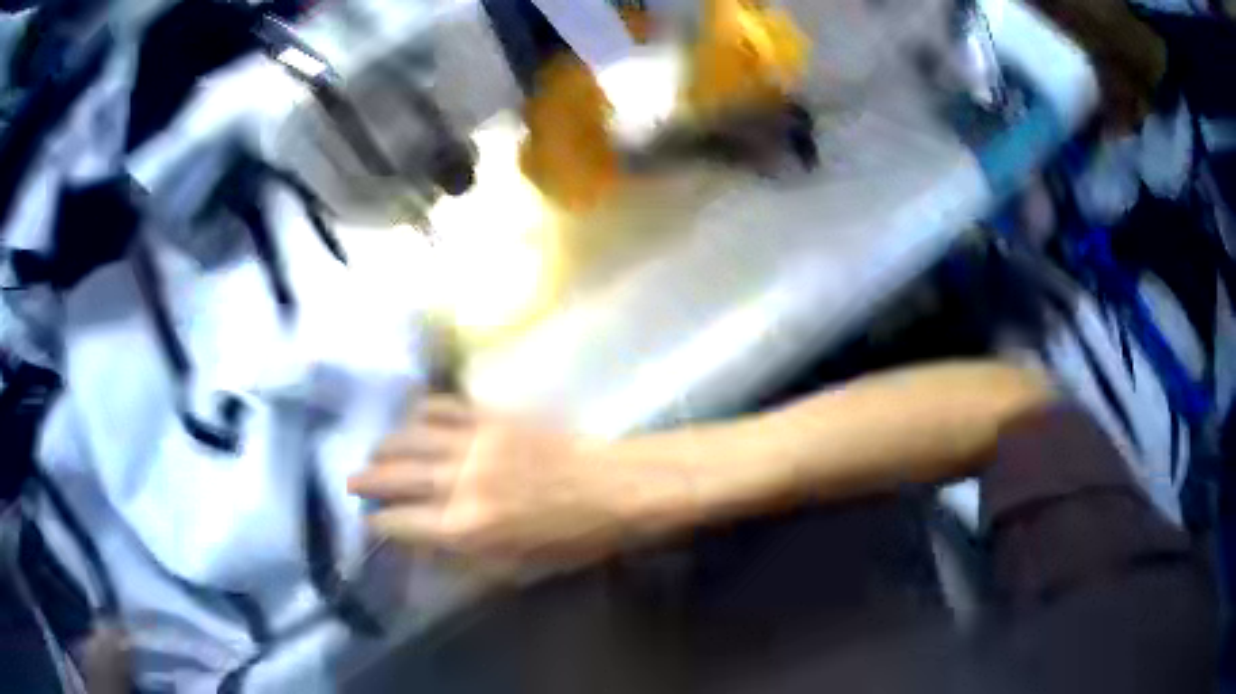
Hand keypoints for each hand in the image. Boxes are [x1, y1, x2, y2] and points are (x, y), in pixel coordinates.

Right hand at [348, 396, 626, 566]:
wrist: (613, 487)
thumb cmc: (571, 539)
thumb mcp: (516, 566)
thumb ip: (464, 555)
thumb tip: (424, 543)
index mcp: (467, 527)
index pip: (401, 523)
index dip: (379, 523)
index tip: (369, 522)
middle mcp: (460, 482)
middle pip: (395, 478)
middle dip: (366, 481)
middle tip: (351, 482)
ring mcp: (474, 443)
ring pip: (410, 438)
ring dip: (385, 446)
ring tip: (374, 453)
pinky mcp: (491, 417)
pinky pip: (444, 408)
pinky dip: (421, 413)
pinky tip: (412, 419)